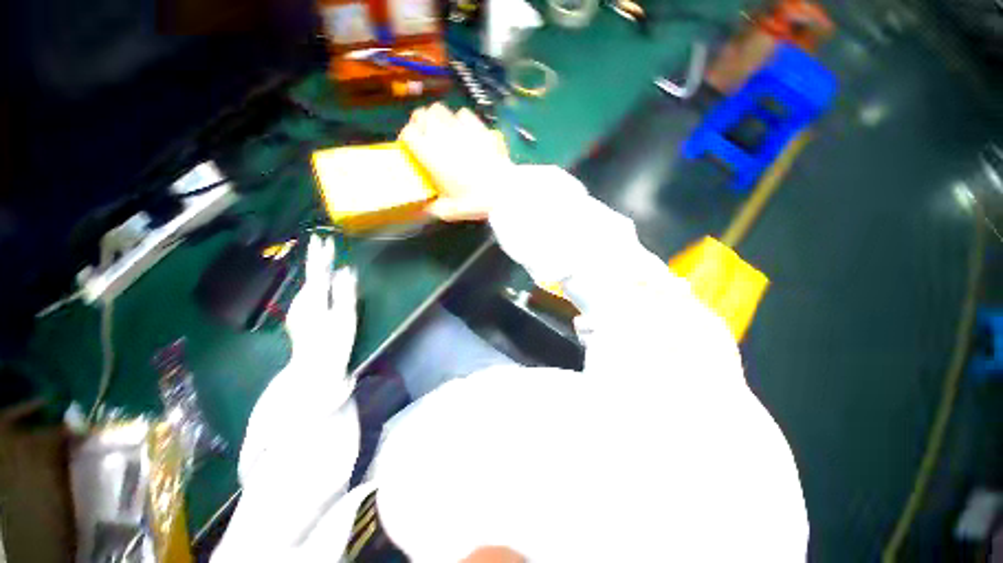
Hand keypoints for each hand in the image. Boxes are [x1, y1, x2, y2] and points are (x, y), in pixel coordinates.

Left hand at [285, 235, 357, 373]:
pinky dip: (314, 283)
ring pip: (308, 284)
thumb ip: (345, 291)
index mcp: (313, 298)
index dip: (321, 254)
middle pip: (310, 275)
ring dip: (315, 270)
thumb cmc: (334, 342)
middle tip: (321, 242)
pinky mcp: (298, 316)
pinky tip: (319, 283)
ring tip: (322, 257)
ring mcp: (297, 309)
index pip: (317, 270)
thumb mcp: (345, 316)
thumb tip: (345, 269)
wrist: (313, 369)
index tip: (323, 238)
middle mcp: (300, 300)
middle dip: (316, 258)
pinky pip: (307, 293)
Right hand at [399, 103, 511, 221]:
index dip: (407, 139)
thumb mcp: (449, 211)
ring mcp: (462, 128)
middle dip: (420, 122)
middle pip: (422, 114)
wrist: (504, 192)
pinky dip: (460, 120)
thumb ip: (433, 208)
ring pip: (441, 109)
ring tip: (444, 131)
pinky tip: (465, 132)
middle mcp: (442, 136)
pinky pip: (463, 113)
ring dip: (439, 118)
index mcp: (430, 155)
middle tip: (426, 136)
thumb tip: (424, 208)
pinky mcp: (480, 127)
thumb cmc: (474, 202)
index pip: (408, 134)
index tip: (411, 148)